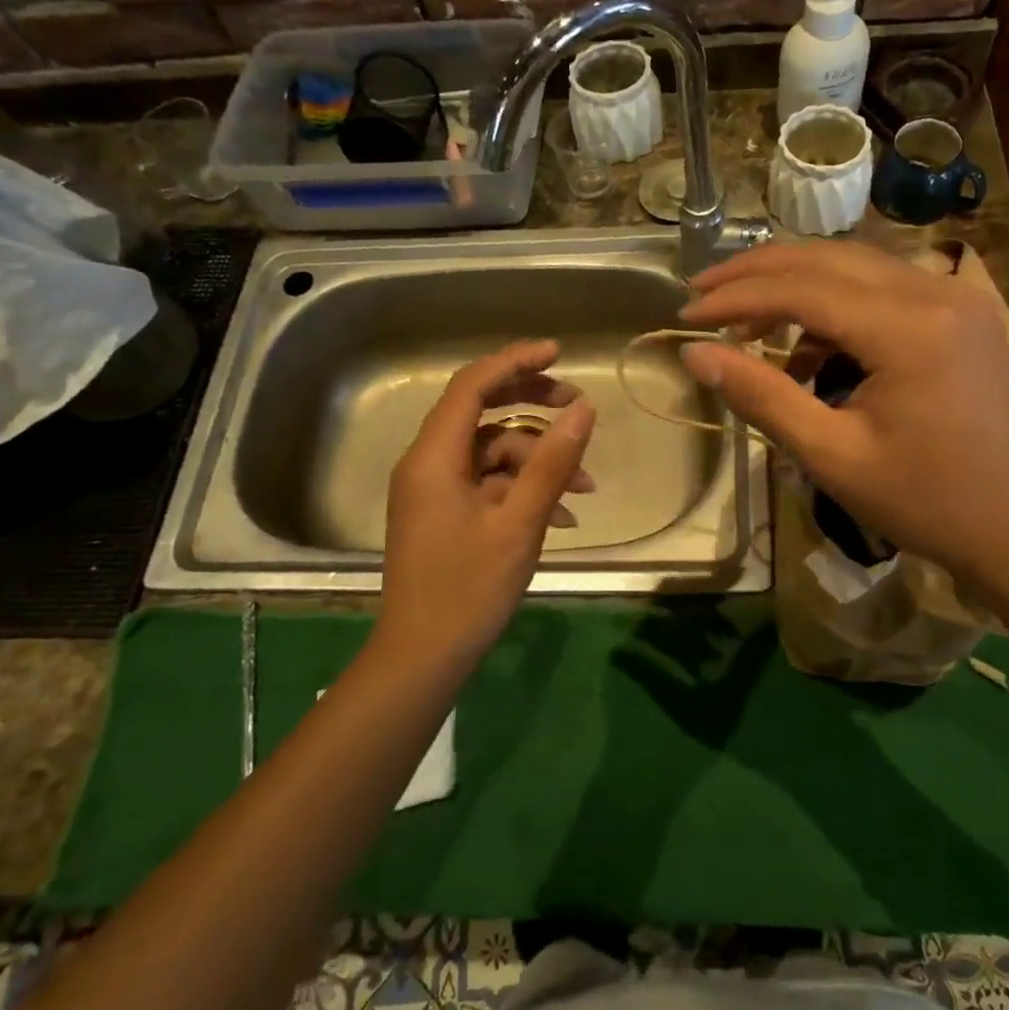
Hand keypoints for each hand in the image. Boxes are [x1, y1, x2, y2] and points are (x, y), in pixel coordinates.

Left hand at [379, 341, 595, 660]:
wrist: (423, 656)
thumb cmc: (469, 590)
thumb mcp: (520, 523)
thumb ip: (552, 462)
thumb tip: (585, 408)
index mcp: (434, 458)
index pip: (471, 386)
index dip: (515, 362)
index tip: (559, 352)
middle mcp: (428, 464)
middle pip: (482, 412)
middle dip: (533, 406)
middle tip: (579, 406)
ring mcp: (435, 490)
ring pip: (492, 452)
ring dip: (538, 461)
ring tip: (585, 487)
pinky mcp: (445, 513)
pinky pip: (488, 483)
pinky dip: (523, 489)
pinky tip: (562, 514)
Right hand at [679, 240, 1008, 589]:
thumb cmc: (925, 500)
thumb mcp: (831, 455)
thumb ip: (761, 396)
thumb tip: (695, 354)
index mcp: (909, 328)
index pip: (802, 288)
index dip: (736, 297)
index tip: (685, 315)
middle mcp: (936, 291)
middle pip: (826, 257)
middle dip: (756, 272)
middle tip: (701, 295)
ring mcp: (954, 295)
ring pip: (852, 264)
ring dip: (792, 283)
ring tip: (743, 322)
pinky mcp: (959, 310)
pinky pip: (880, 287)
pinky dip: (832, 305)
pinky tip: (805, 348)